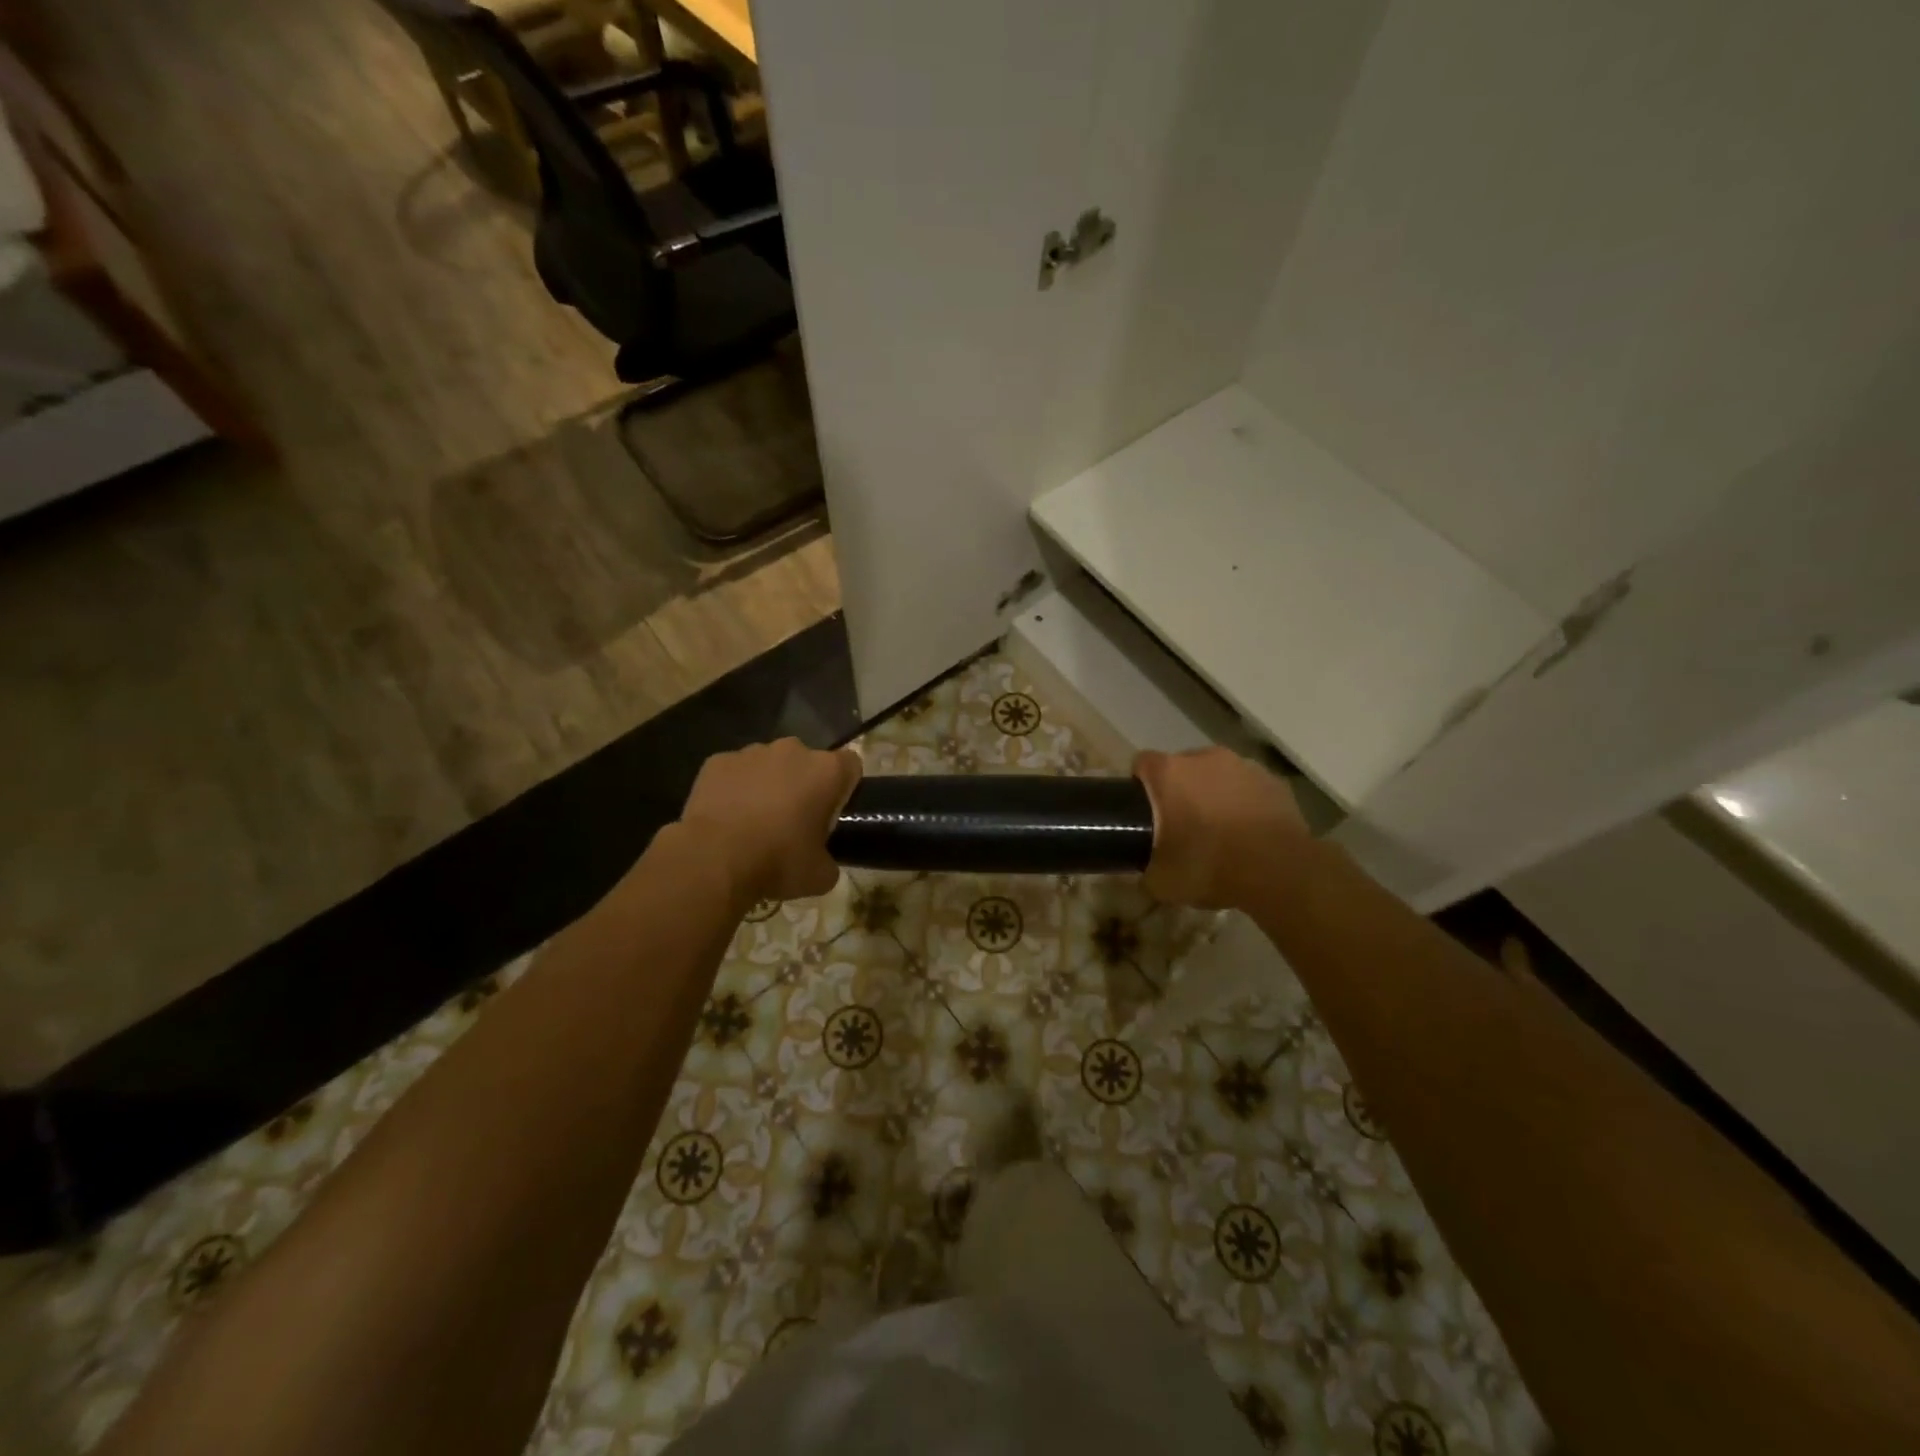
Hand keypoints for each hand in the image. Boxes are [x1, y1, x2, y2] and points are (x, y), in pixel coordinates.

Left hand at [678, 740, 861, 905]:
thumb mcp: (820, 875)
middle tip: (794, 821)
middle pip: (807, 762)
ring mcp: (752, 752)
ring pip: (769, 764)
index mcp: (826, 771)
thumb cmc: (778, 862)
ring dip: (768, 785)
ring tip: (755, 821)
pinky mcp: (717, 761)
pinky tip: (727, 818)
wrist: (713, 860)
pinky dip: (734, 788)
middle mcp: (793, 751)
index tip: (833, 812)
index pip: (851, 765)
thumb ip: (830, 859)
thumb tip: (822, 860)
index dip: (845, 787)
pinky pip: (734, 772)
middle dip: (804, 784)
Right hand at [1133, 747, 1311, 910]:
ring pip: (1217, 774)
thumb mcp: (1162, 882)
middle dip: (1178, 789)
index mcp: (1169, 772)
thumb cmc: (1210, 866)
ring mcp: (1243, 765)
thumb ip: (1146, 870)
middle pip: (1181, 766)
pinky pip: (1248, 787)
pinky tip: (1247, 832)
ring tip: (1218, 829)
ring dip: (1212, 793)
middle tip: (1180, 824)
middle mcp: (1204, 758)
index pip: (1142, 764)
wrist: (1280, 871)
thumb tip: (1146, 872)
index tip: (1143, 811)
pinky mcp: (1274, 780)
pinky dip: (1243, 802)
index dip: (1139, 785)